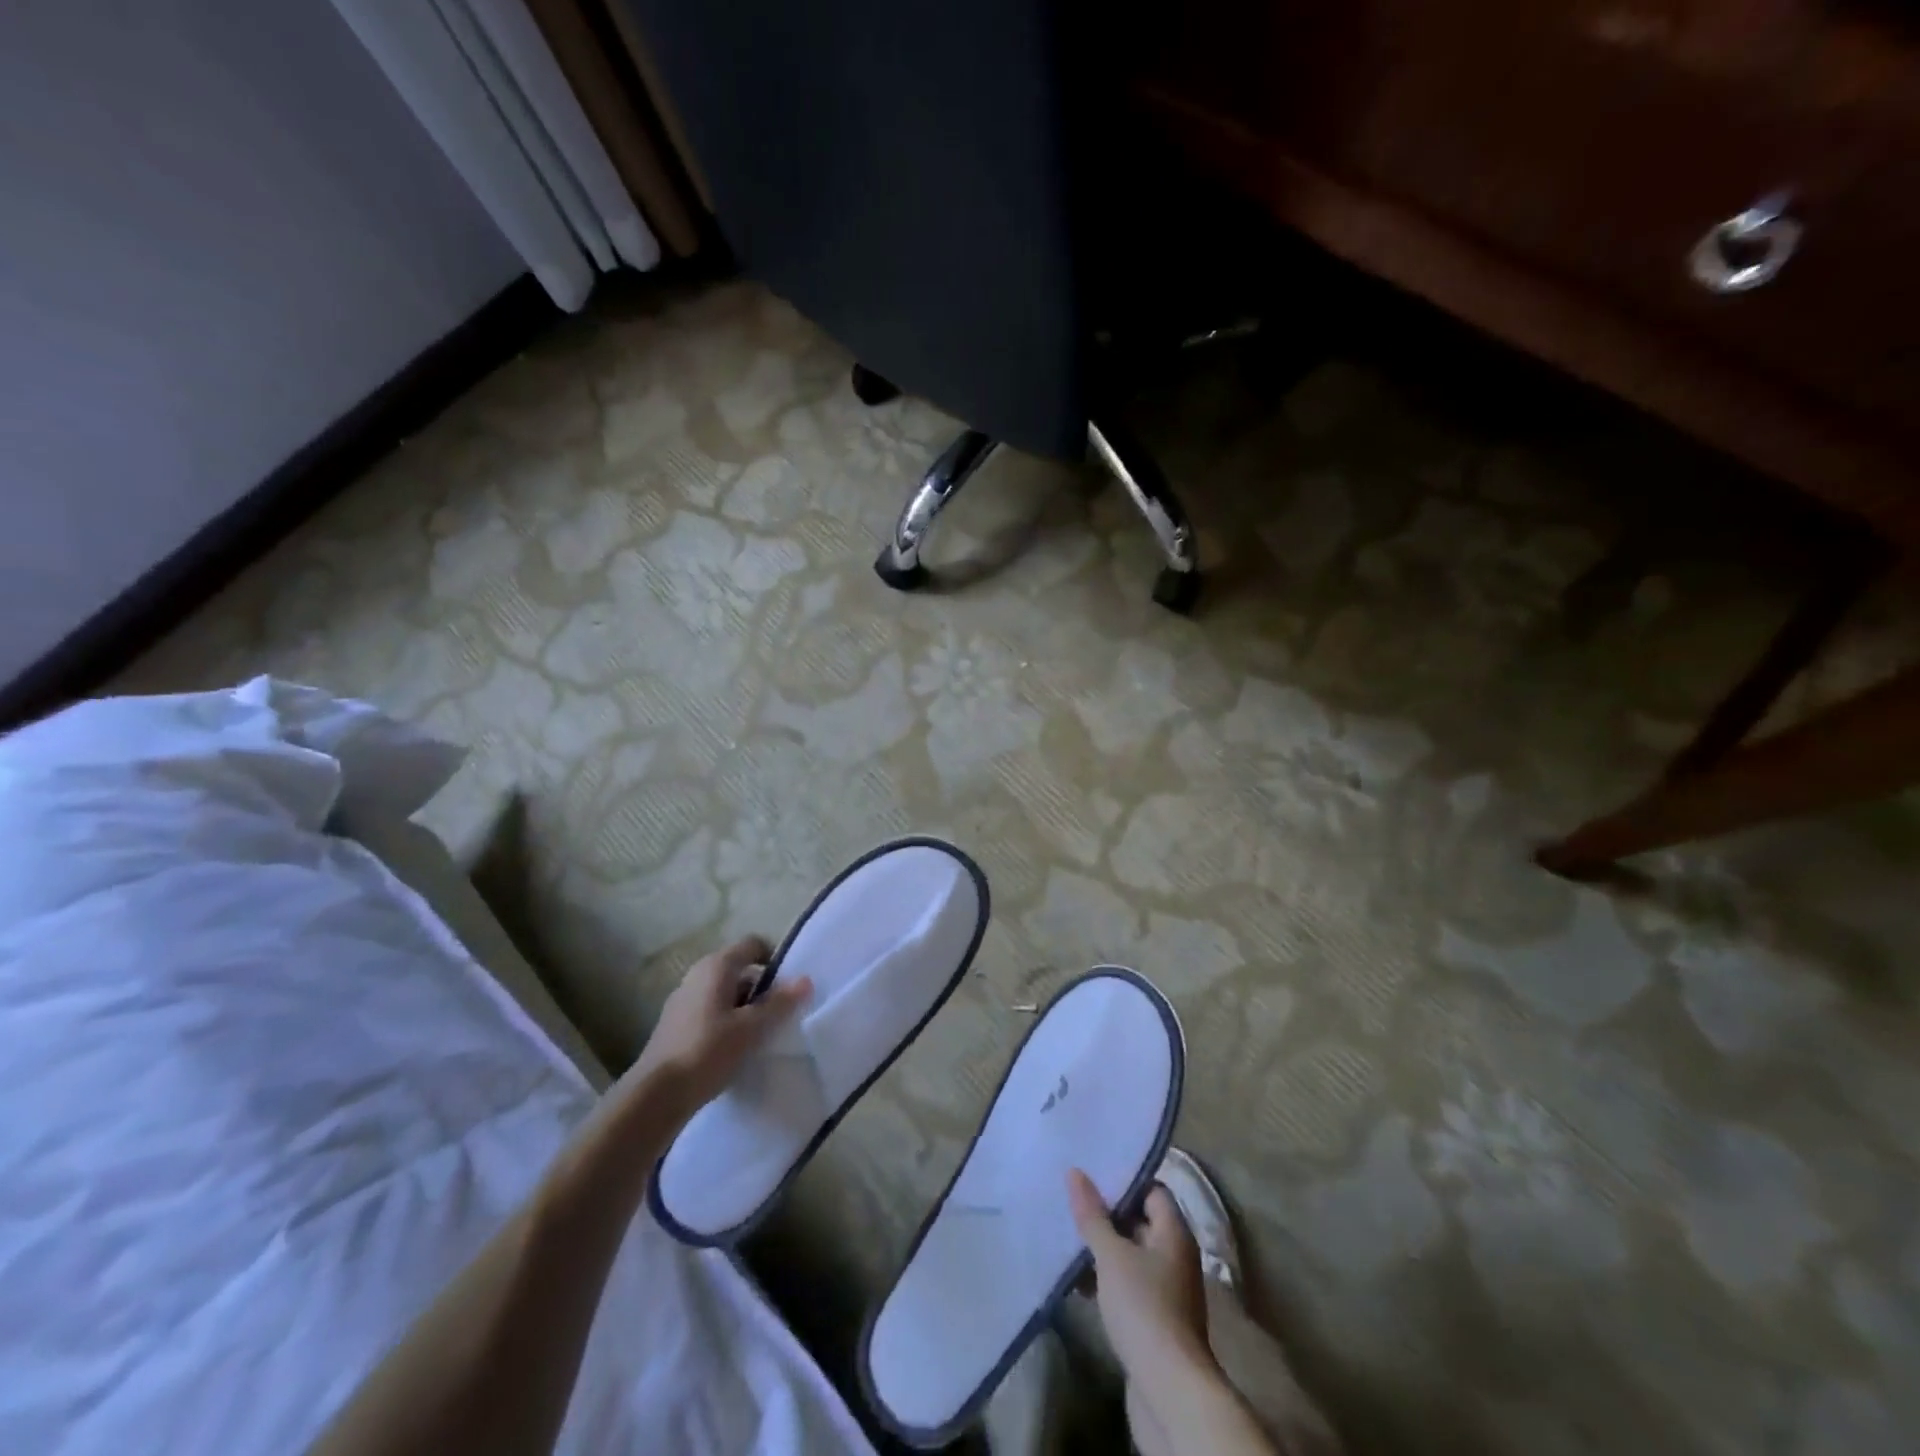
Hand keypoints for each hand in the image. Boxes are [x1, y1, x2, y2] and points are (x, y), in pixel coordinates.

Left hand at [626, 936, 811, 1130]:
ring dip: (744, 1008)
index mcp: (716, 966)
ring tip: (758, 1036)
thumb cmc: (707, 1051)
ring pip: (724, 993)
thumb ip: (780, 1003)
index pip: (753, 944)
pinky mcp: (675, 1024)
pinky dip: (726, 1022)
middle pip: (739, 969)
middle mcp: (697, 975)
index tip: (788, 987)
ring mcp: (682, 1000)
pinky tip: (733, 1049)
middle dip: (762, 988)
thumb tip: (805, 980)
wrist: (654, 1095)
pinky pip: (710, 1011)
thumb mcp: (751, 1028)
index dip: (775, 959)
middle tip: (778, 1015)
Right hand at [1068, 1168, 1212, 1379]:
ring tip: (1067, 1238)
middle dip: (1107, 1214)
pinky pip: (1128, 1284)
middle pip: (1140, 1221)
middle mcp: (1175, 1256)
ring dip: (1102, 1249)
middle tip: (1072, 1201)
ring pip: (1131, 1255)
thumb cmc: (1144, 1308)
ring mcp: (1167, 1290)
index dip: (1124, 1180)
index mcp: (1174, 1233)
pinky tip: (1077, 1281)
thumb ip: (1093, 1215)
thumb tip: (1076, 1172)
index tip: (1091, 1173)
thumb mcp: (1112, 1256)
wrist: (1169, 1391)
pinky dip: (1106, 1279)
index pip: (1152, 1190)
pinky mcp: (1154, 1319)